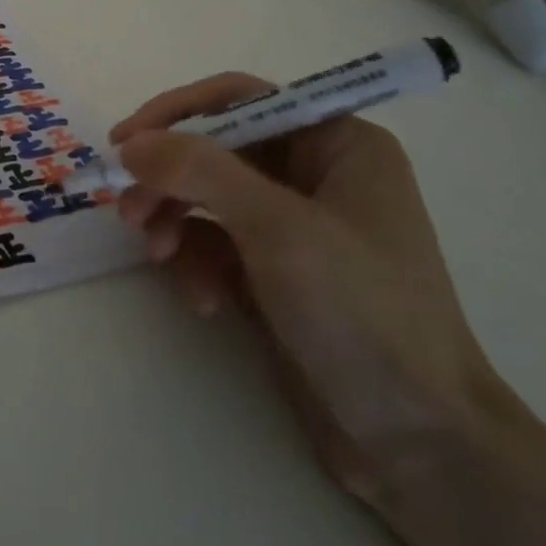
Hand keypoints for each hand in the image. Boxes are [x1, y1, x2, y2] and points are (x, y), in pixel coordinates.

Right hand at [110, 77, 508, 504]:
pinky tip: (204, 301)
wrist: (420, 446)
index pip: (240, 99)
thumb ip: (200, 172)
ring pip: (208, 197)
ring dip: (176, 222)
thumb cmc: (363, 313)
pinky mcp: (276, 272)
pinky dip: (198, 264)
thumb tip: (132, 144)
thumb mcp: (279, 229)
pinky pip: (216, 244)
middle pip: (216, 150)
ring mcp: (294, 226)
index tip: (125, 143)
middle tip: (129, 211)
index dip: (177, 113)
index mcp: (336, 143)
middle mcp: (315, 174)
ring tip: (159, 256)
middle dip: (170, 179)